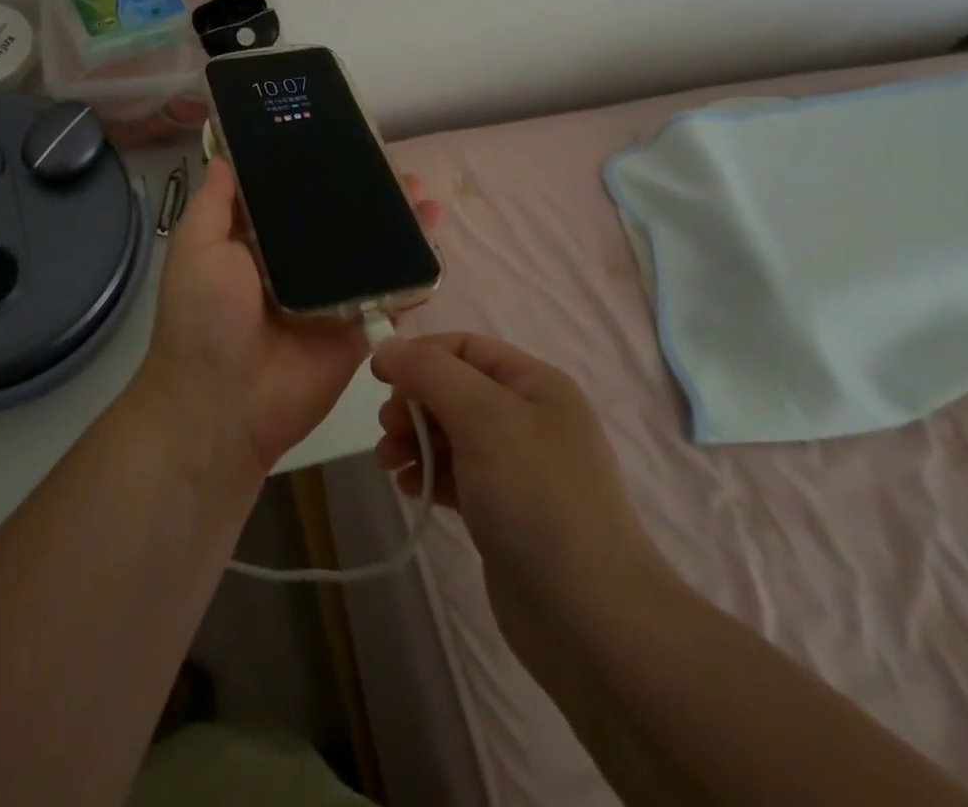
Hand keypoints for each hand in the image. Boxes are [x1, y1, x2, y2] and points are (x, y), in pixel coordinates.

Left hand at [137, 158, 439, 481]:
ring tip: (424, 195)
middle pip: (338, 223)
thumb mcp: (197, 248)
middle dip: (367, 196)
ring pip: (370, 253)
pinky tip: (435, 241)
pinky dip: (414, 271)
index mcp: (257, 245)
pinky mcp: (357, 327)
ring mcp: (331, 297)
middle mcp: (297, 266)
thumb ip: (215, 204)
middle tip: (395, 167)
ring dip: (397, 226)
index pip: (292, 198)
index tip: (342, 141)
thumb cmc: (204, 316)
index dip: (315, 171)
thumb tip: (224, 157)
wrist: (224, 403)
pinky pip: (389, 295)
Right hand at [372, 334, 678, 678]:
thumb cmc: (536, 498)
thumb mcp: (483, 417)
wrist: (589, 619)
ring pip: (452, 434)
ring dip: (414, 440)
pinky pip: (458, 476)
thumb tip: (388, 347)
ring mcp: (520, 468)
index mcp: (535, 384)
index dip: (420, 355)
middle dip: (414, 403)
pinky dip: (431, 475)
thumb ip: (430, 373)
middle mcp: (530, 418)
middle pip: (455, 390)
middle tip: (387, 430)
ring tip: (388, 462)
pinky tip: (410, 489)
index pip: (465, 348)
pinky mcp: (507, 512)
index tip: (377, 378)